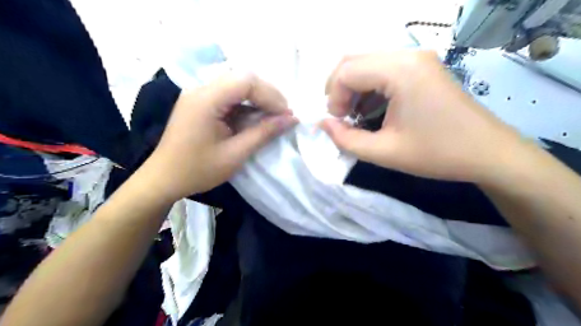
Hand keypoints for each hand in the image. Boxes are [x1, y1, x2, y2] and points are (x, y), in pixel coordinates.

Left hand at [140, 72, 295, 200]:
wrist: (164, 179)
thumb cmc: (198, 170)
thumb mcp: (235, 154)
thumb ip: (264, 133)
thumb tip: (291, 119)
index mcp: (206, 100)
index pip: (246, 81)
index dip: (271, 95)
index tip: (286, 115)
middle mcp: (201, 89)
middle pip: (243, 78)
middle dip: (267, 95)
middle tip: (283, 115)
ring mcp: (200, 95)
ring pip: (238, 85)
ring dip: (259, 99)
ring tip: (274, 117)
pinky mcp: (201, 103)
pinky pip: (230, 96)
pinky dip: (247, 105)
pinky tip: (256, 119)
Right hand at [319, 50, 524, 182]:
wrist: (489, 153)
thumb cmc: (437, 154)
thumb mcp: (384, 152)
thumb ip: (346, 139)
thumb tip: (322, 125)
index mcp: (400, 71)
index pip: (347, 71)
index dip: (333, 97)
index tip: (336, 122)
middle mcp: (408, 55)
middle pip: (354, 60)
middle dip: (338, 89)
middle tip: (340, 117)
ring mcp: (418, 58)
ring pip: (367, 63)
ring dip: (353, 88)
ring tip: (354, 115)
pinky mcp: (423, 67)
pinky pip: (383, 69)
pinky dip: (369, 87)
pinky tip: (371, 109)